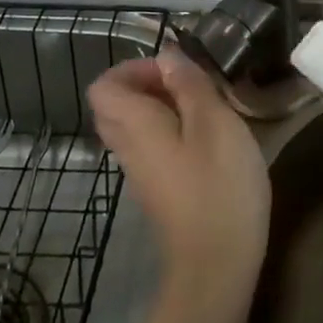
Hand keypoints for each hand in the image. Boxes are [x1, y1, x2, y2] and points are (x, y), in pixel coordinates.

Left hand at [87, 49, 270, 298]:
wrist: (217, 266)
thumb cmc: (219, 186)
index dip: (134, 67)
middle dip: (149, 85)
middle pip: (117, 106)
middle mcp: (128, 149)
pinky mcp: (161, 193)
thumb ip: (190, 85)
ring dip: (164, 108)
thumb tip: (168, 56)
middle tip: (191, 85)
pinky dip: (173, 133)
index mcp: (135, 126)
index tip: (175, 70)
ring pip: (135, 128)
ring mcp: (142, 175)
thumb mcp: (215, 122)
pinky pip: (153, 149)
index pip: (104, 86)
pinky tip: (210, 141)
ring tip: (206, 109)